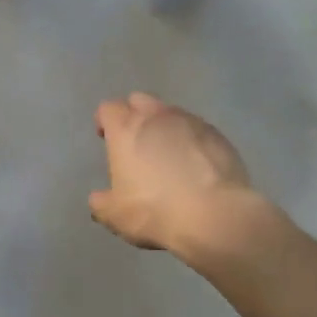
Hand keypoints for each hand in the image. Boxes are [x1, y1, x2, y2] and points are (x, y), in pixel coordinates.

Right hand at [89, 92, 258, 255]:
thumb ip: (101, 203)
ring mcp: (191, 122)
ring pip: (171, 113)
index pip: (108, 108)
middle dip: (134, 115)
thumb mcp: (115, 215)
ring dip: (164, 127)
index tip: (104, 136)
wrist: (215, 215)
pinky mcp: (218, 135)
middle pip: (139, 101)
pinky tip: (195, 164)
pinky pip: (197, 129)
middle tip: (135, 141)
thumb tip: (98, 198)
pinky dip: (191, 140)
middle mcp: (157, 117)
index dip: (104, 120)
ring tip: (168, 153)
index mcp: (126, 129)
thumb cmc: (155, 211)